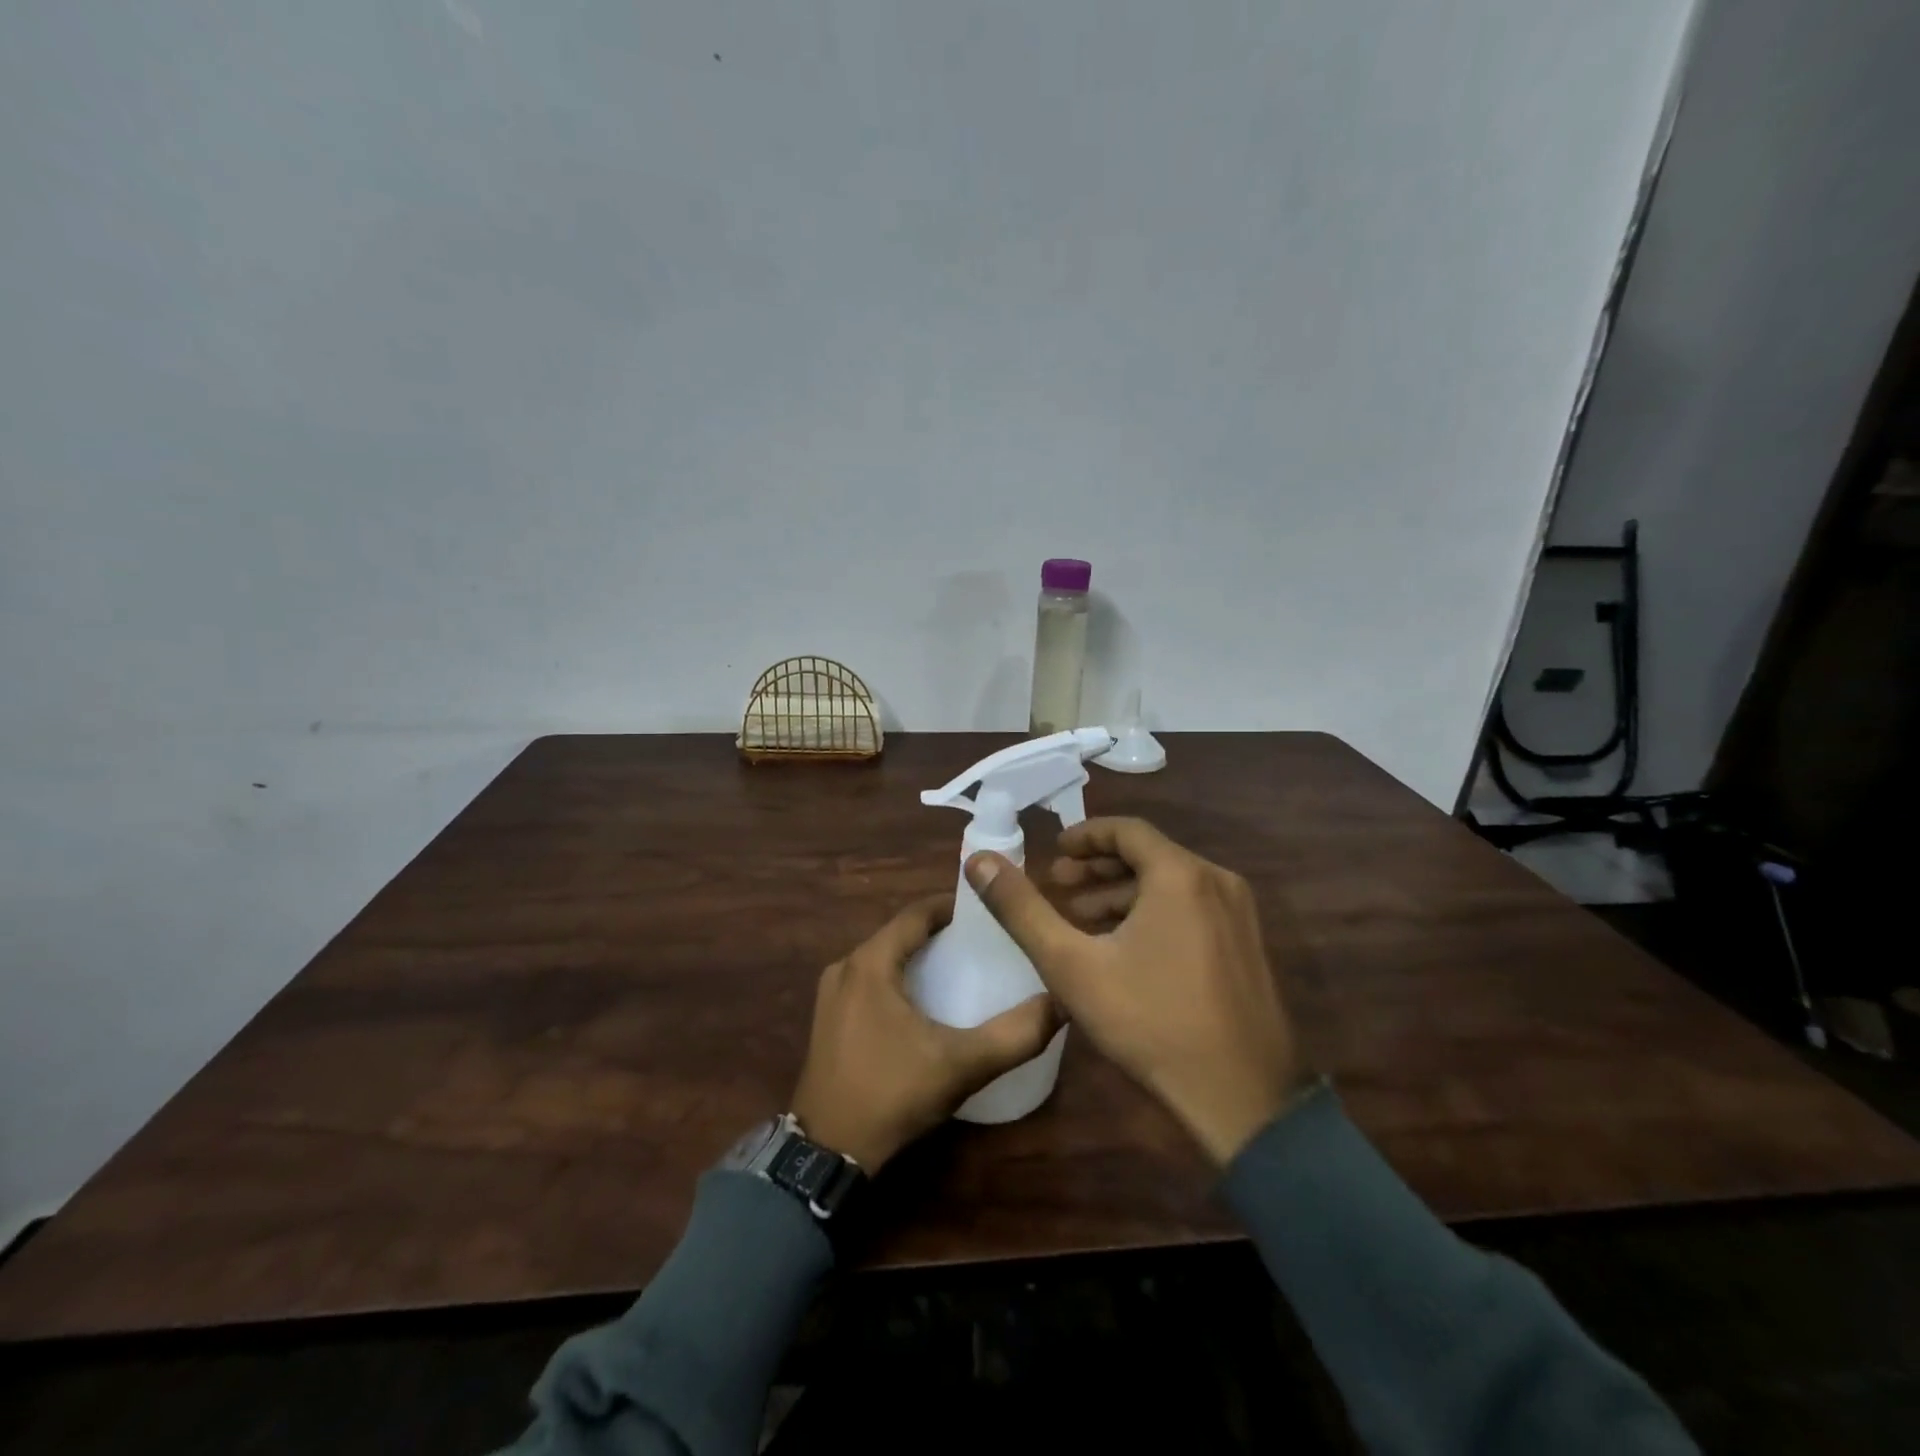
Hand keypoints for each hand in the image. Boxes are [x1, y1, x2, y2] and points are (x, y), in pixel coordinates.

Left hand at [790, 894, 1061, 1172]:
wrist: (826, 1153)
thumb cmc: (891, 1094)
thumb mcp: (961, 1065)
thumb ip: (1015, 1035)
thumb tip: (1060, 1003)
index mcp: (870, 963)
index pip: (916, 913)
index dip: (953, 907)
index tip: (989, 913)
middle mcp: (846, 967)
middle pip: (900, 934)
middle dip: (940, 934)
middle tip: (983, 944)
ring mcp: (832, 994)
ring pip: (884, 959)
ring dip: (919, 957)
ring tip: (962, 970)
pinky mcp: (829, 1020)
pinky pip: (870, 982)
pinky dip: (900, 980)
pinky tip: (926, 1004)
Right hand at [967, 818, 1308, 1165]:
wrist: (1243, 1099)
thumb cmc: (1150, 1022)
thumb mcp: (1072, 965)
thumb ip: (1022, 909)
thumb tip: (979, 861)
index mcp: (1180, 875)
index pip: (1127, 830)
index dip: (1085, 836)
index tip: (1053, 853)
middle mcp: (1217, 881)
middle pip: (1150, 855)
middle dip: (1099, 867)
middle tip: (1059, 885)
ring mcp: (1239, 915)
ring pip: (1172, 884)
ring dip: (1124, 893)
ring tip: (1083, 918)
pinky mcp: (1249, 946)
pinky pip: (1193, 909)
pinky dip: (1154, 913)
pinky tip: (1126, 948)